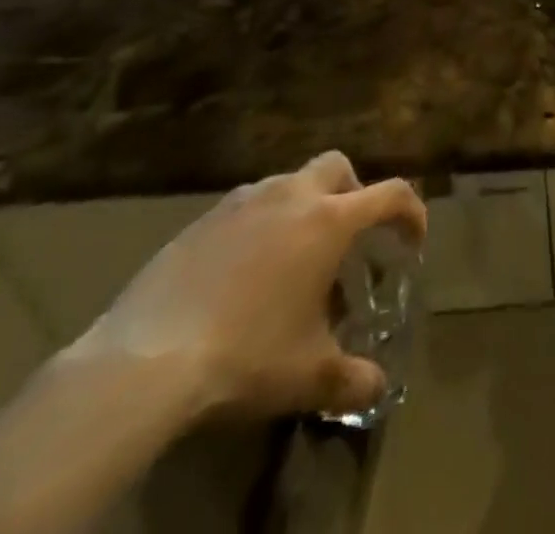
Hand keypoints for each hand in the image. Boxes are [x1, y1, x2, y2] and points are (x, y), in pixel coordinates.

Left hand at [74, 152, 427, 421]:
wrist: (142, 364)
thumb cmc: (244, 357)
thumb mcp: (308, 377)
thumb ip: (353, 379)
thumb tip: (378, 387)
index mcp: (329, 221)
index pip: (391, 194)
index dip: (411, 213)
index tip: (412, 241)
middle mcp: (291, 196)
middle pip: (338, 167)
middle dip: (353, 192)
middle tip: (348, 236)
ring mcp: (242, 203)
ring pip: (288, 182)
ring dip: (302, 207)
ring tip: (292, 258)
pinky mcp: (200, 222)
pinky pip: (245, 208)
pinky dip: (259, 225)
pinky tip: (242, 272)